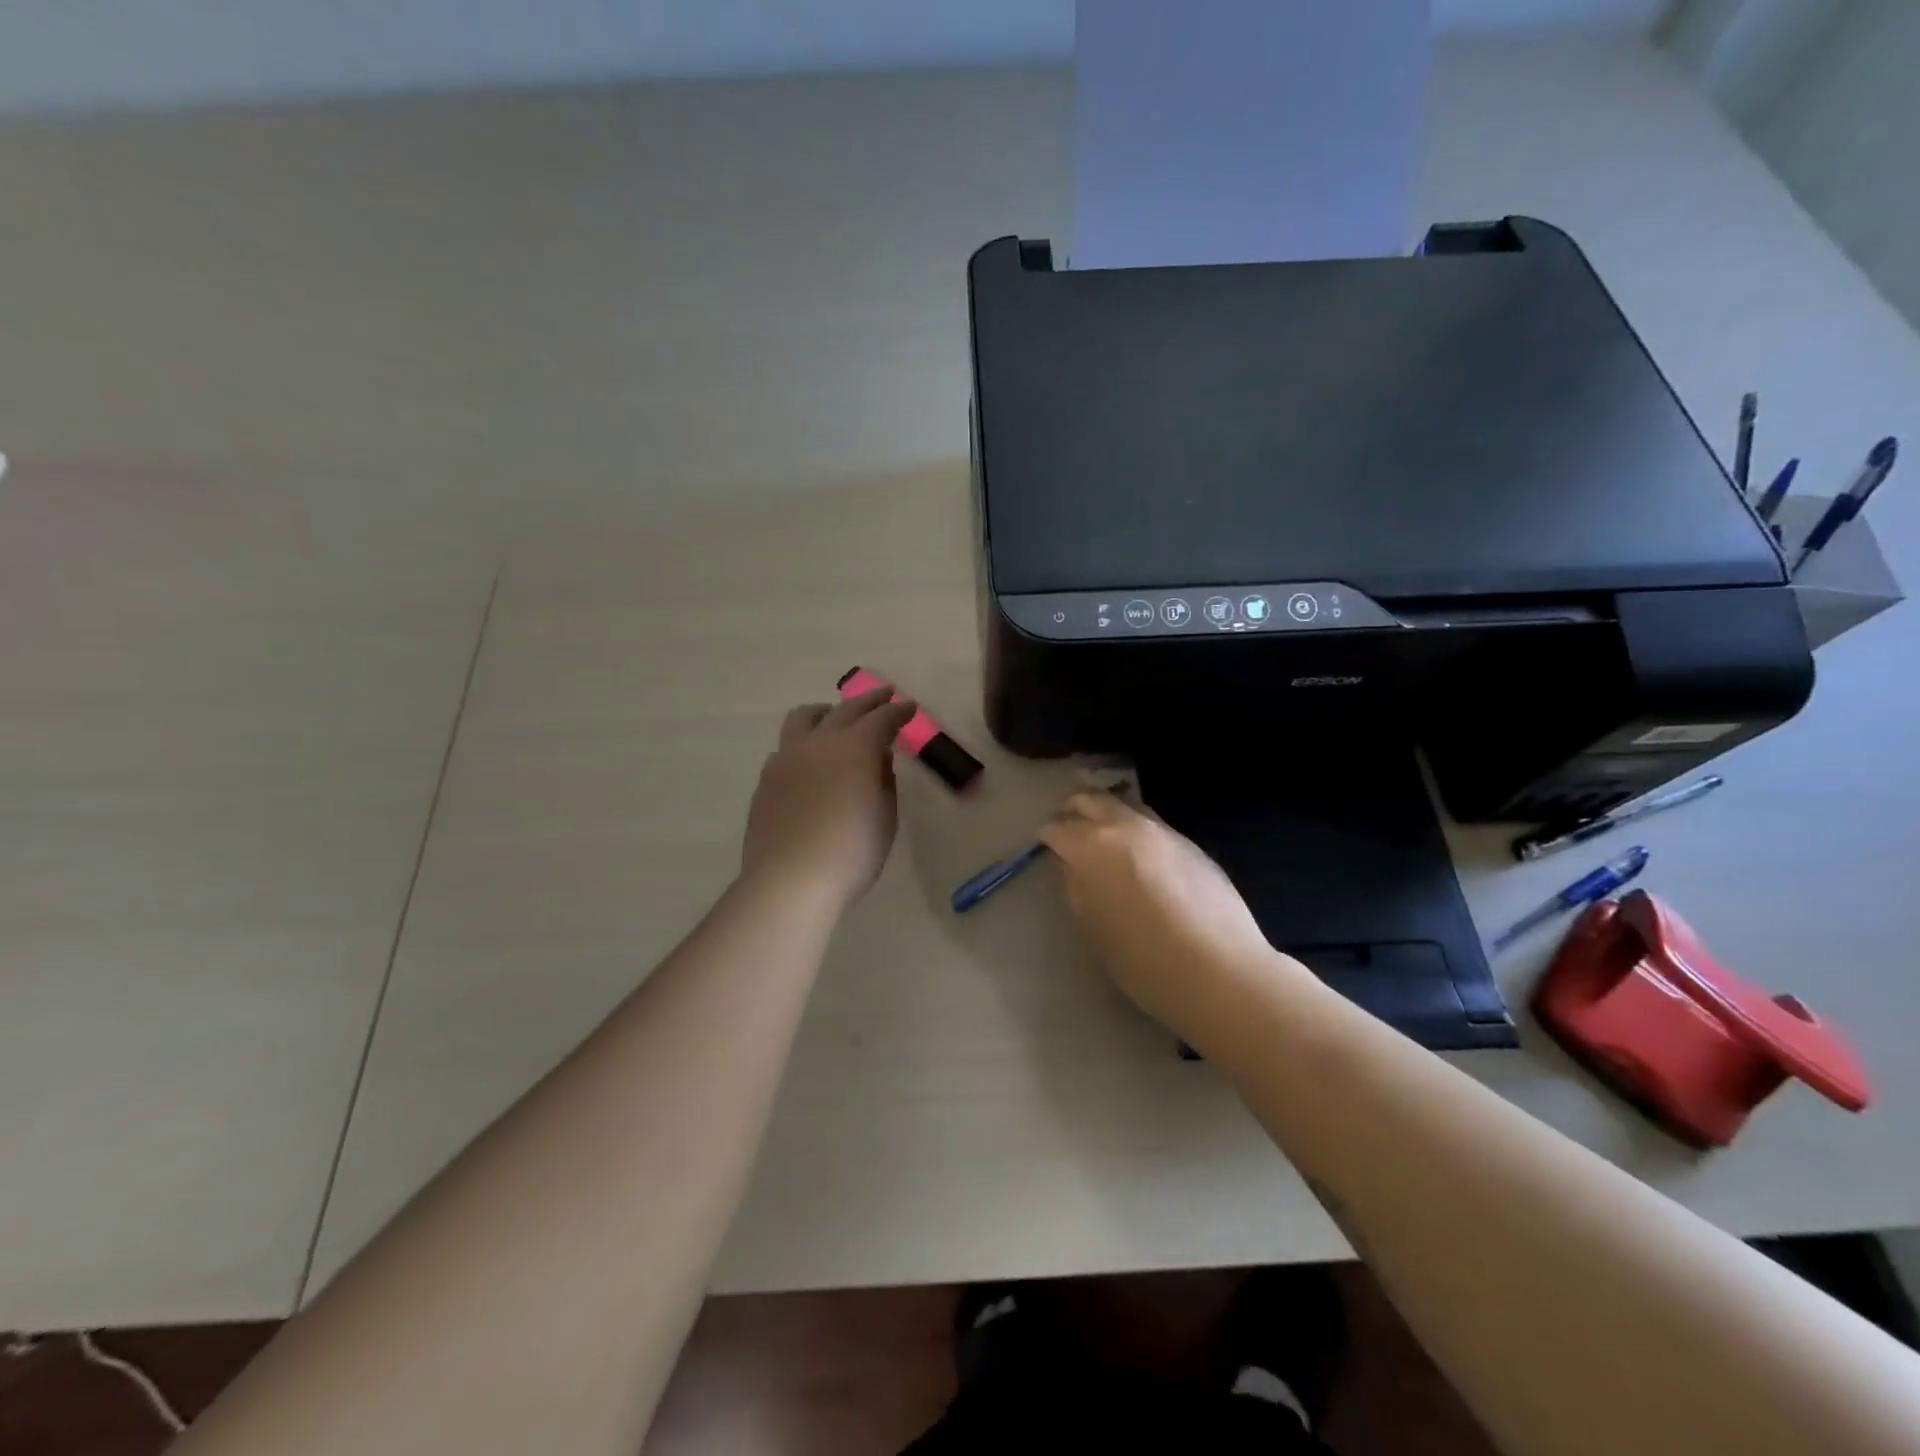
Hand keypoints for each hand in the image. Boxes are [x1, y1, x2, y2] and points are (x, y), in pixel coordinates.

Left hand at [741, 687, 916, 909]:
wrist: (790, 880)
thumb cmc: (851, 852)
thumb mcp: (884, 818)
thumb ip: (884, 781)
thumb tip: (879, 758)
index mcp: (855, 748)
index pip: (882, 719)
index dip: (898, 711)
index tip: (910, 707)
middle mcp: (819, 742)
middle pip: (846, 709)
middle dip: (869, 701)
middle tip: (884, 695)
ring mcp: (787, 758)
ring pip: (804, 718)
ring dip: (827, 712)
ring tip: (835, 717)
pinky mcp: (767, 779)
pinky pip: (787, 747)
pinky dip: (805, 742)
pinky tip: (810, 760)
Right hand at [1039, 792, 1293, 1042]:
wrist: (1219, 971)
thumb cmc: (1142, 959)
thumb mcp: (1093, 928)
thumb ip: (1077, 888)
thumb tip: (1073, 867)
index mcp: (1092, 846)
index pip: (1058, 828)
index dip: (1047, 835)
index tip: (1044, 845)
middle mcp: (1127, 826)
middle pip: (1092, 800)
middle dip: (1074, 810)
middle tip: (1067, 827)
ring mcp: (1163, 831)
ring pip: (1126, 806)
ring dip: (1109, 814)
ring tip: (1104, 838)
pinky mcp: (1192, 844)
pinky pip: (1153, 825)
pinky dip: (1137, 831)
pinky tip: (1140, 857)